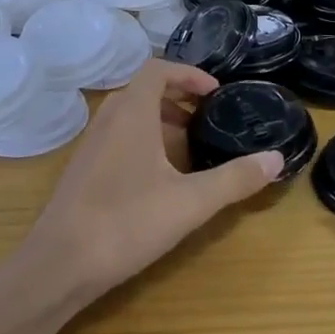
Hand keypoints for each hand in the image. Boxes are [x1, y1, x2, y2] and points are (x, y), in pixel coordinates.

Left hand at [22, 60, 281, 305]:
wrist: (58, 264)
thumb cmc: (126, 222)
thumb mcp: (190, 202)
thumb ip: (234, 179)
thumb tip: (277, 159)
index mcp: (131, 112)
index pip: (158, 69)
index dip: (189, 73)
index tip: (215, 93)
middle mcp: (108, 118)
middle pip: (143, 89)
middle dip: (178, 96)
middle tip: (207, 117)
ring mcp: (91, 144)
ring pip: (128, 114)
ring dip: (159, 119)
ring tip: (188, 145)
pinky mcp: (82, 169)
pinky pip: (117, 135)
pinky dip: (142, 138)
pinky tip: (157, 176)